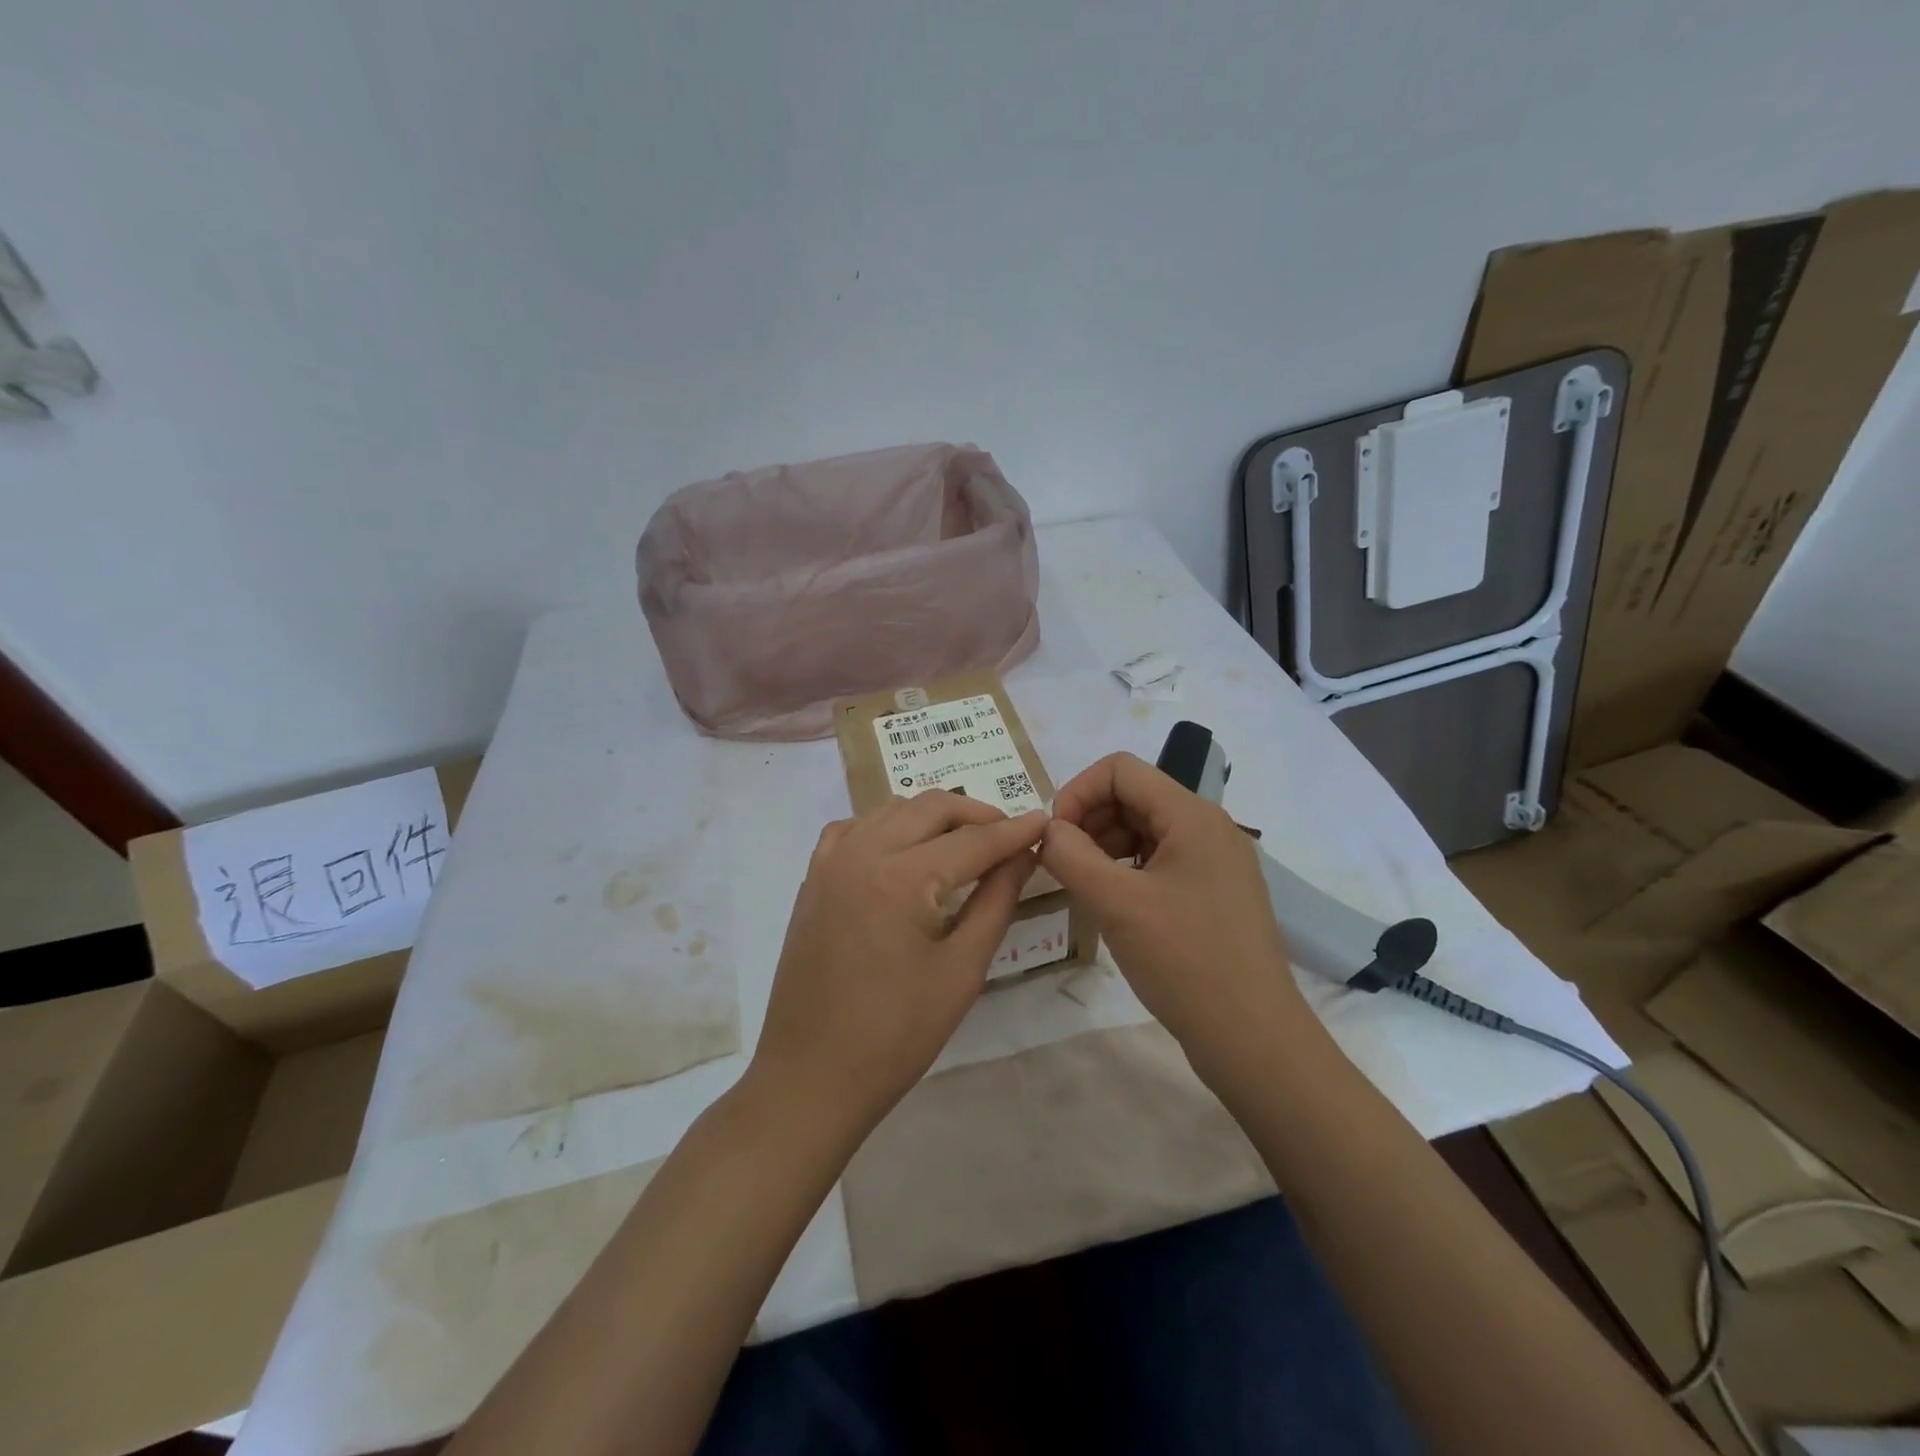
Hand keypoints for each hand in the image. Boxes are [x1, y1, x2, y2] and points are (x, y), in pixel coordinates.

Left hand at [752, 792, 1046, 1134]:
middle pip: (930, 808)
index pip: (972, 840)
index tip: (1045, 821)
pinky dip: (887, 828)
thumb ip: (996, 901)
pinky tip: (902, 854)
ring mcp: (830, 863)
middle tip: (1008, 837)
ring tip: (964, 844)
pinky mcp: (813, 880)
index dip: (1013, 831)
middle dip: (976, 815)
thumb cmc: (896, 1035)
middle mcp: (862, 852)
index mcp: (901, 877)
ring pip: (891, 810)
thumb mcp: (962, 970)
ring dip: (932, 817)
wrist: (811, 1077)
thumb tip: (1022, 855)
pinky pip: (854, 830)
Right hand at [1040, 752, 1317, 1074]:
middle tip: (1062, 865)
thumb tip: (1048, 830)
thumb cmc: (1185, 961)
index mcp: (1192, 815)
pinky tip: (1112, 903)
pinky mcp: (1214, 894)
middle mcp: (1209, 828)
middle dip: (1089, 820)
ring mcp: (1216, 862)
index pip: (1120, 769)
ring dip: (1105, 846)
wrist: (1254, 1039)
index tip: (1053, 836)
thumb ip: (1071, 855)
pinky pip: (1160, 861)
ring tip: (1083, 886)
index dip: (1077, 791)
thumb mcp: (1116, 903)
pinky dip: (1127, 871)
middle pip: (1133, 796)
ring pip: (1145, 830)